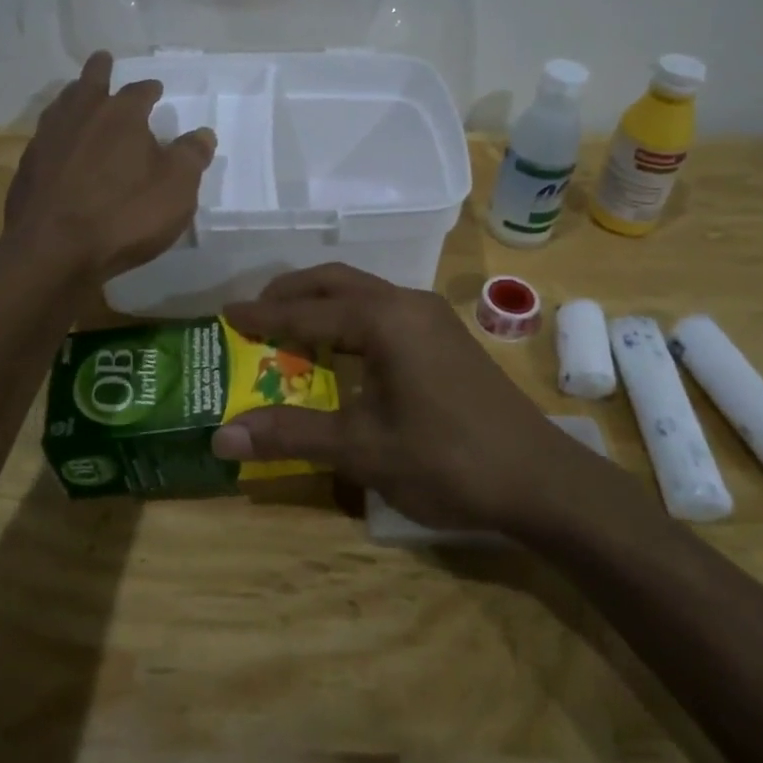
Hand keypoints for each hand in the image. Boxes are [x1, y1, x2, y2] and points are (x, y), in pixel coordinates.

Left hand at [5, 52, 215, 281]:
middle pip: (90, 83)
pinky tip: (59, 144)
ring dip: (73, 95)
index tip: (155, 89)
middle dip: (100, 70)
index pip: (139, 91)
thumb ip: (191, 157)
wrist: (52, 250)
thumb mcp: (176, 190)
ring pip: (62, 104)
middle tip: (103, 59)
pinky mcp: (28, 167)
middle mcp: (81, 116)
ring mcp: (48, 139)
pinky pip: (46, 136)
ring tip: (78, 94)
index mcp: (121, 115)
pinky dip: (57, 132)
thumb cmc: (124, 215)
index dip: (149, 89)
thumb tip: (203, 133)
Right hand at [210, 264, 584, 530]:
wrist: (540, 480)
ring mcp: (431, 318)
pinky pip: (383, 311)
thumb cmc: (446, 460)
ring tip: (289, 330)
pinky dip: (350, 320)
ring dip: (323, 305)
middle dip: (292, 295)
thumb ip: (291, 434)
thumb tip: (221, 437)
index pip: (307, 311)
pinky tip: (341, 352)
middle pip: (336, 283)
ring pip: (363, 294)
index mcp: (384, 318)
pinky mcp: (445, 337)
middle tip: (255, 314)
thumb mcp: (361, 449)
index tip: (225, 313)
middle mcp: (406, 303)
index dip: (263, 316)